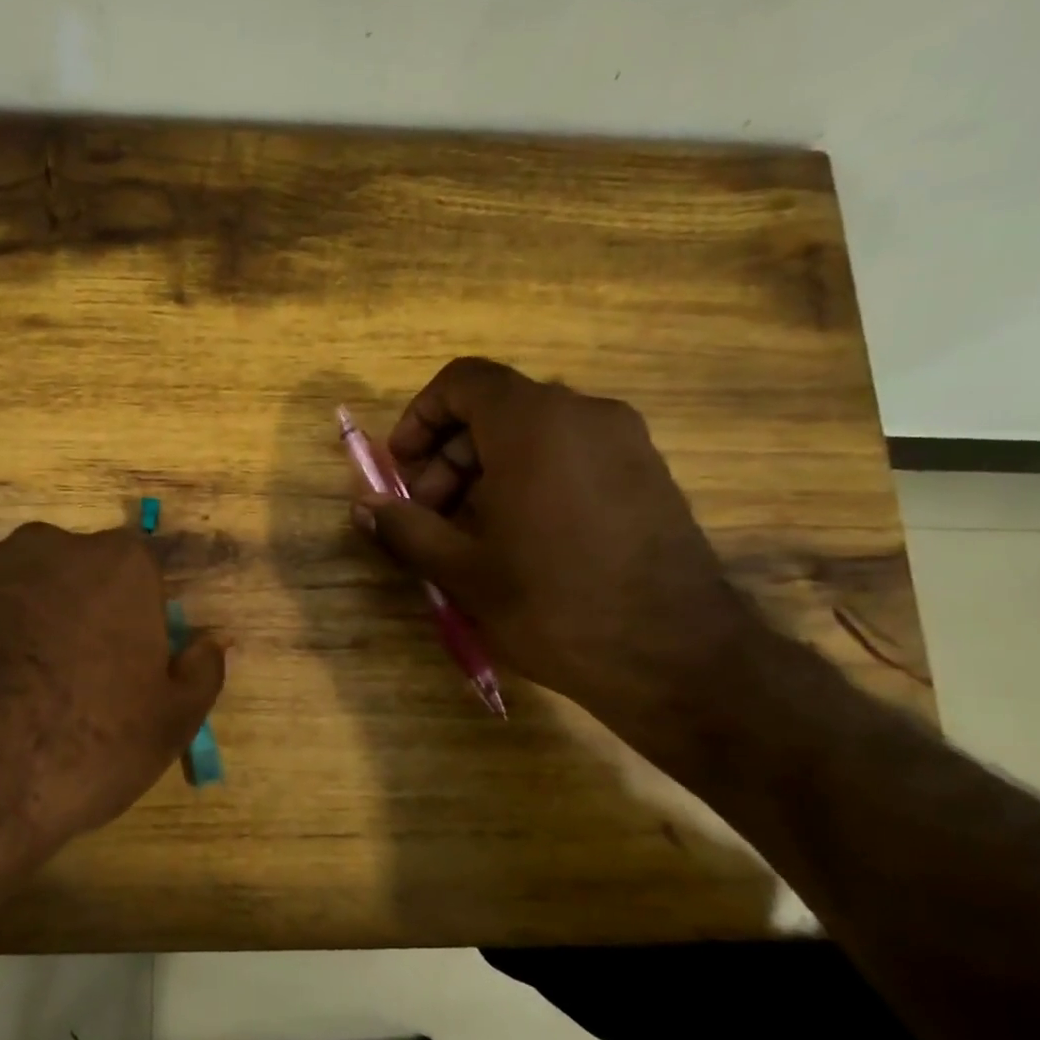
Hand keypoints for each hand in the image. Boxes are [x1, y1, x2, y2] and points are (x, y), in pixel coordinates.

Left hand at [0, 521, 225, 857]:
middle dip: (71, 612)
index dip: (132, 621)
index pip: (138, 576)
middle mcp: (43, 546)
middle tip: (62, 680)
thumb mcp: (170, 722)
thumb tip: (216, 638)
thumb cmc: (84, 745)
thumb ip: (203, 669)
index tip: (120, 667)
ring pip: (6, 587)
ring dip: (12, 622)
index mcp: (116, 565)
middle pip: (69, 573)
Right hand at [355, 357, 753, 731]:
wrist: (677, 658)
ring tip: (470, 536)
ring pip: (534, 433)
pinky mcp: (647, 474)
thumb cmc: (555, 605)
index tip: (401, 469)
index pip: (463, 381)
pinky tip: (521, 540)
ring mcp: (624, 442)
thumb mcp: (464, 571)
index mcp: (534, 424)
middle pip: (496, 409)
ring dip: (486, 471)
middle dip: (448, 456)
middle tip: (429, 517)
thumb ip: (406, 528)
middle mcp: (584, 414)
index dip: (420, 417)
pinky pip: (571, 455)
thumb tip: (362, 506)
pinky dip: (530, 479)